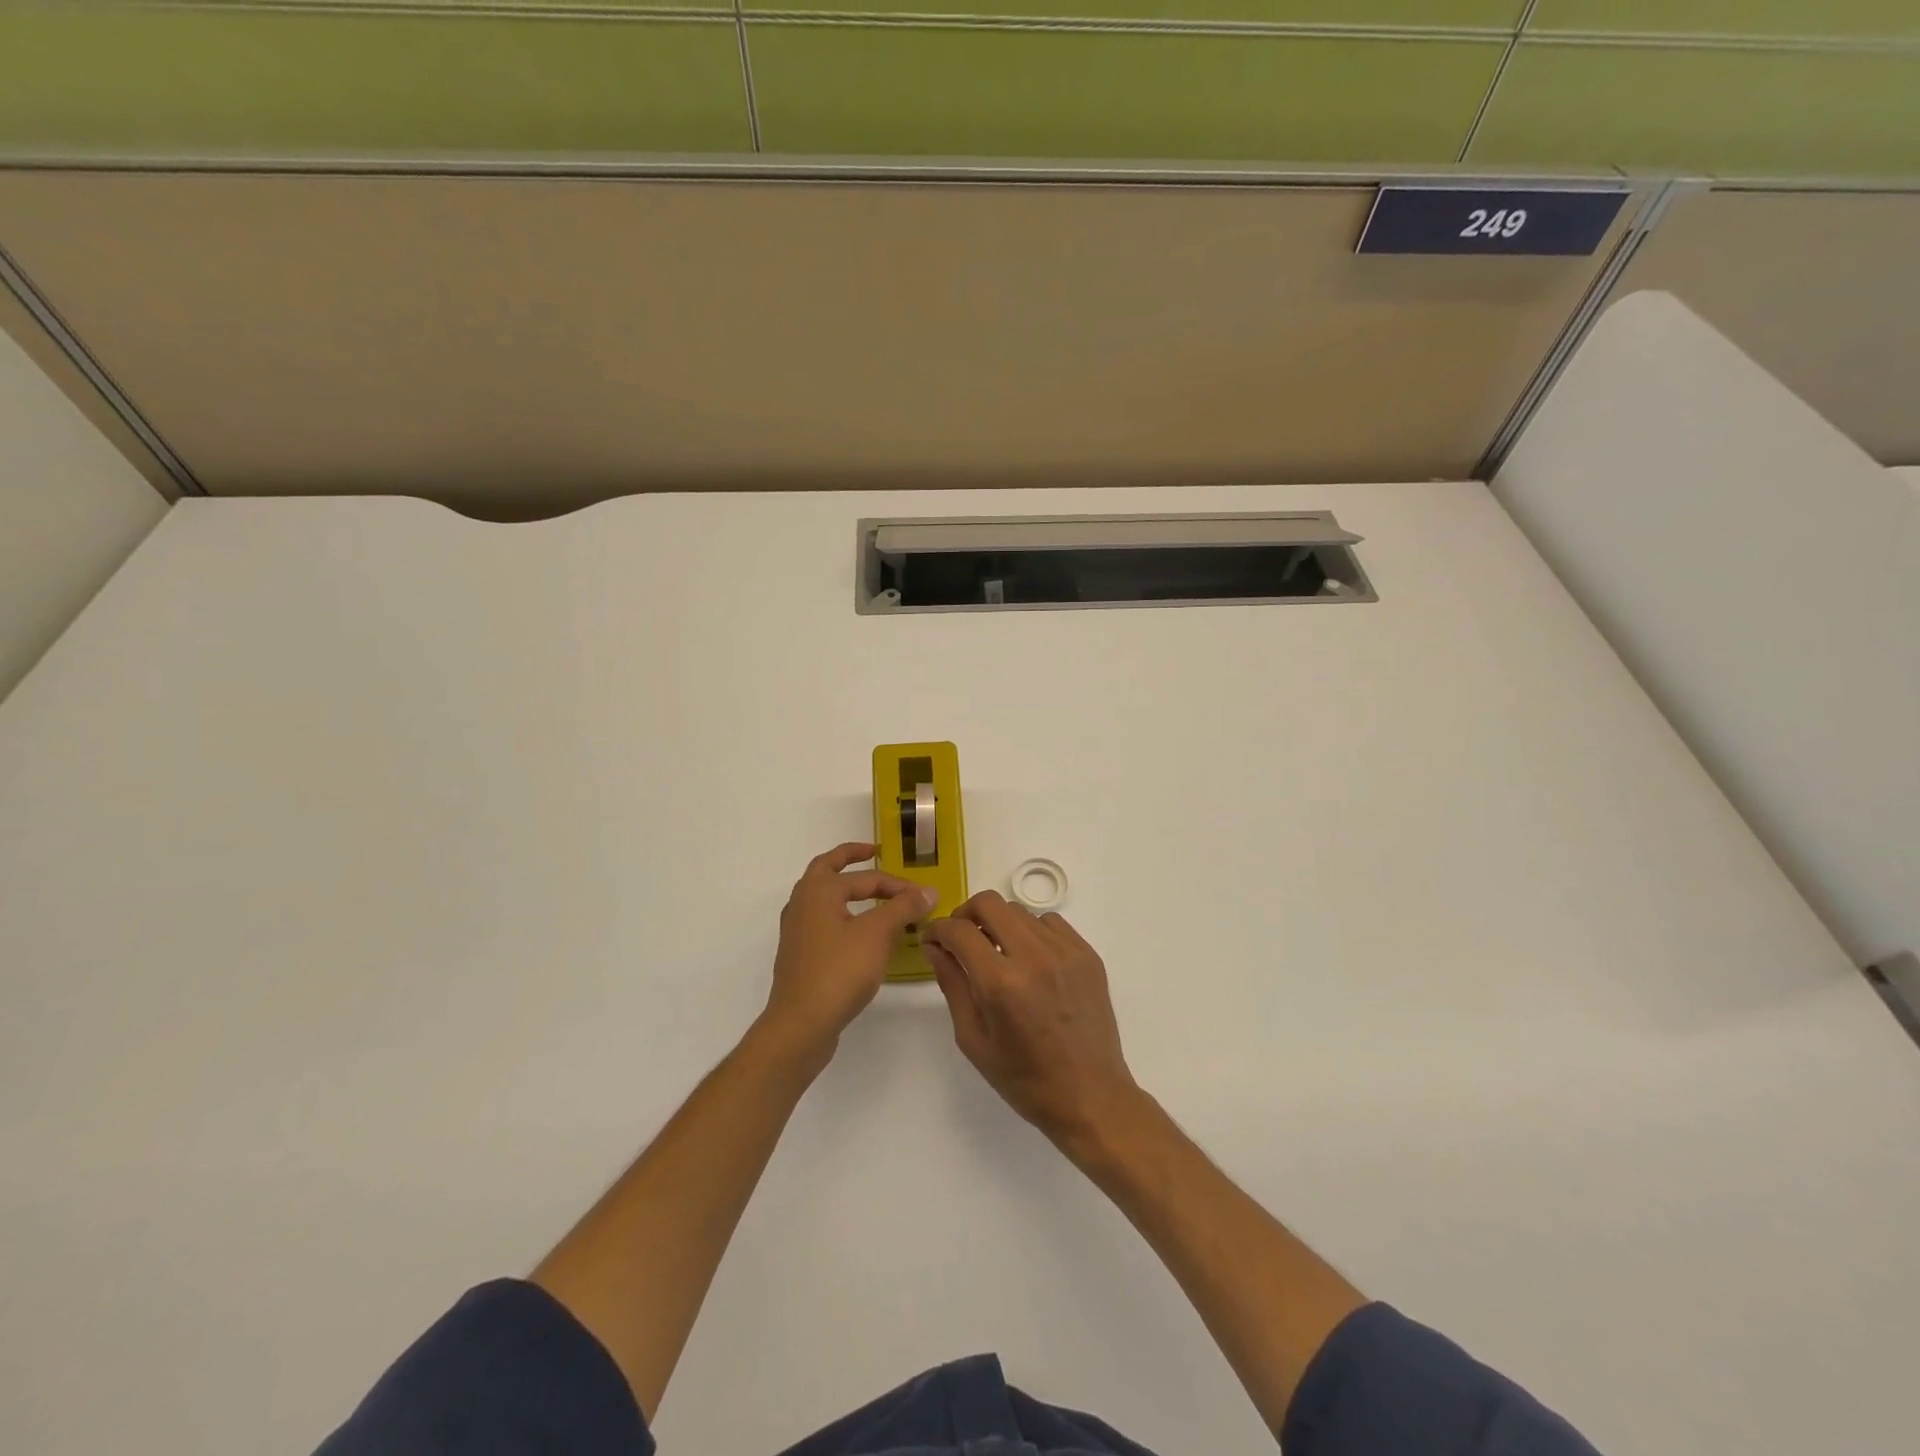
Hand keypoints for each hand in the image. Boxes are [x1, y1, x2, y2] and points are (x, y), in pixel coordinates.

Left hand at [764, 842, 935, 1060]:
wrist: (801, 1024)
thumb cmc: (839, 971)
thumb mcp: (878, 934)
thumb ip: (903, 908)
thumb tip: (928, 890)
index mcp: (818, 890)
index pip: (865, 877)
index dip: (898, 884)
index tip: (924, 896)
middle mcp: (802, 903)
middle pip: (828, 870)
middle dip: (852, 860)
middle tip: (874, 854)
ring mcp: (797, 930)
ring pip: (823, 897)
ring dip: (847, 890)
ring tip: (872, 895)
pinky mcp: (800, 955)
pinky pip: (824, 922)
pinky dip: (843, 916)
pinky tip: (861, 933)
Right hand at [924, 891, 1141, 1154]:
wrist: (1090, 1096)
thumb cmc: (1024, 1079)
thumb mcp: (973, 1039)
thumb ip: (952, 984)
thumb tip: (935, 946)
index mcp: (1001, 983)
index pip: (959, 931)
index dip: (938, 929)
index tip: (933, 940)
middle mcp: (1034, 956)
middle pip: (989, 904)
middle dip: (965, 914)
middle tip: (961, 939)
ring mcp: (1065, 952)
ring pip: (1019, 911)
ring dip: (1000, 924)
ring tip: (998, 953)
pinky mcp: (1087, 954)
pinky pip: (1050, 922)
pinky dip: (1031, 931)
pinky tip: (1030, 960)